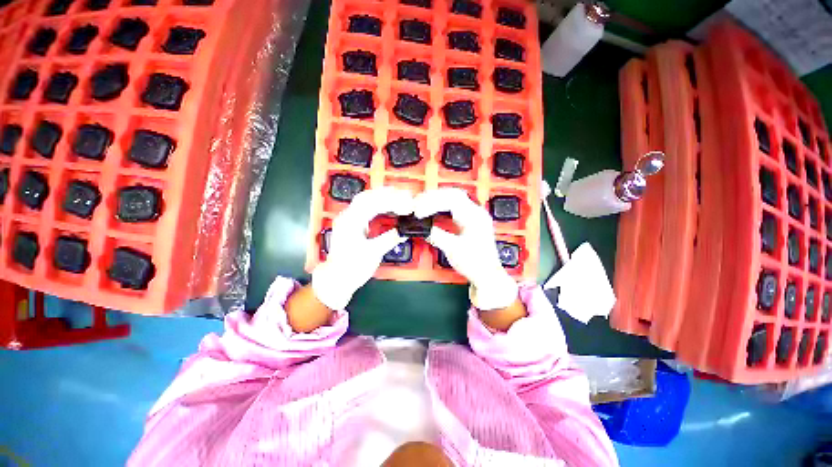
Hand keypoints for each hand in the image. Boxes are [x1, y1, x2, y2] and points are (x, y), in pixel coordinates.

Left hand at [312, 187, 413, 309]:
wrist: (337, 279)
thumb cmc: (352, 267)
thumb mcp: (373, 253)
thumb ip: (389, 239)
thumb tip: (404, 231)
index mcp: (351, 221)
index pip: (372, 203)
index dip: (391, 201)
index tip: (406, 204)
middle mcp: (347, 217)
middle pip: (367, 197)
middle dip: (386, 194)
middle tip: (403, 194)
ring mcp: (348, 220)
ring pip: (365, 201)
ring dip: (381, 197)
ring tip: (398, 197)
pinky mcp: (351, 225)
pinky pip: (365, 209)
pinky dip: (377, 205)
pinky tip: (387, 208)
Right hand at [414, 188, 518, 310]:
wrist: (487, 276)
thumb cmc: (476, 264)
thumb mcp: (453, 249)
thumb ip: (436, 235)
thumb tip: (421, 227)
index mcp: (475, 217)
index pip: (451, 199)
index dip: (432, 202)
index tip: (419, 211)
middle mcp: (475, 212)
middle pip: (452, 194)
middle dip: (432, 197)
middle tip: (417, 204)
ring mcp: (473, 216)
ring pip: (452, 199)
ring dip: (435, 201)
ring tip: (421, 205)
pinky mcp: (468, 222)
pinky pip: (452, 208)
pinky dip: (440, 208)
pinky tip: (432, 211)